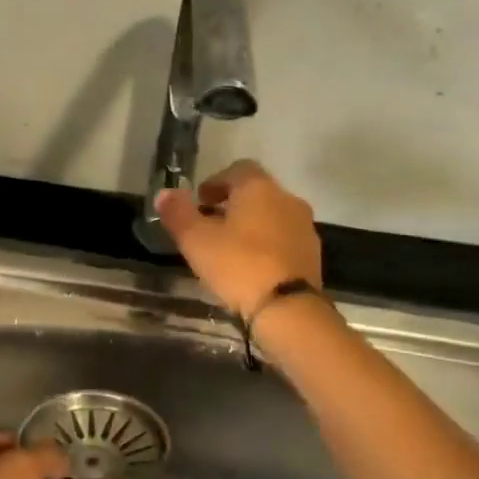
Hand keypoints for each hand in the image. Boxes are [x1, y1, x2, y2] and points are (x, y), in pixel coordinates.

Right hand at [153, 159, 322, 317]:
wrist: (288, 309)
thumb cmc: (237, 264)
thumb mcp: (195, 239)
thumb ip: (178, 213)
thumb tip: (165, 193)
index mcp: (259, 188)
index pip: (238, 169)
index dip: (216, 181)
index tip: (200, 201)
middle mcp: (287, 199)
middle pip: (257, 192)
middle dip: (233, 204)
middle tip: (210, 225)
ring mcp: (304, 227)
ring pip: (272, 216)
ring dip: (252, 225)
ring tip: (229, 249)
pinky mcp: (313, 255)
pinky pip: (284, 239)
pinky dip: (267, 245)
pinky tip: (251, 267)